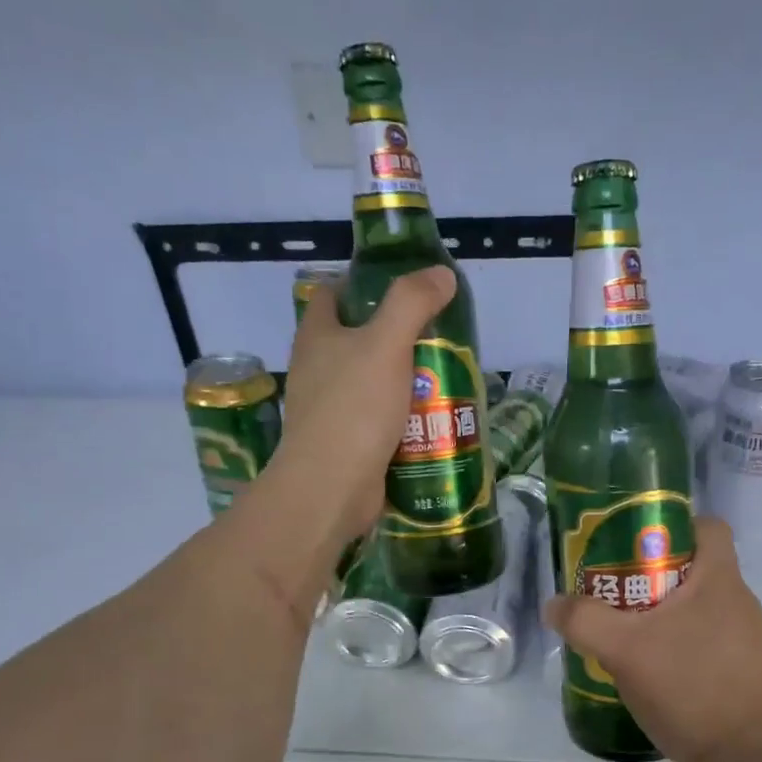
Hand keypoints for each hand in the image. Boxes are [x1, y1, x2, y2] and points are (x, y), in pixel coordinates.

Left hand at [273, 266, 455, 549]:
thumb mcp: (386, 345)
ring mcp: (331, 410)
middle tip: (438, 338)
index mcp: (317, 337)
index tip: (402, 289)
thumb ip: (411, 304)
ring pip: (373, 384)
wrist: (331, 488)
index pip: (330, 294)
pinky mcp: (348, 444)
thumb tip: (441, 274)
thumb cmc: (353, 409)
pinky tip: (434, 422)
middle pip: (357, 341)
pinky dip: (404, 420)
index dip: (361, 284)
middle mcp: (318, 370)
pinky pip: (380, 422)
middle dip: (397, 338)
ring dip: (405, 382)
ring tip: (445, 380)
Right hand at [543, 516, 761, 761]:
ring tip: (627, 633)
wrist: (745, 759)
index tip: (634, 545)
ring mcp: (747, 638)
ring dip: (663, 612)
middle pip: (695, 566)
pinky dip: (678, 642)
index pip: (707, 526)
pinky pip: (706, 638)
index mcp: (721, 580)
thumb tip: (553, 605)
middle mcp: (740, 601)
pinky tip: (652, 669)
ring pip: (698, 606)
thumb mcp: (625, 650)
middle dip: (652, 574)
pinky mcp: (744, 670)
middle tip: (614, 591)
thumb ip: (584, 621)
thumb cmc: (690, 688)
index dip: (671, 526)